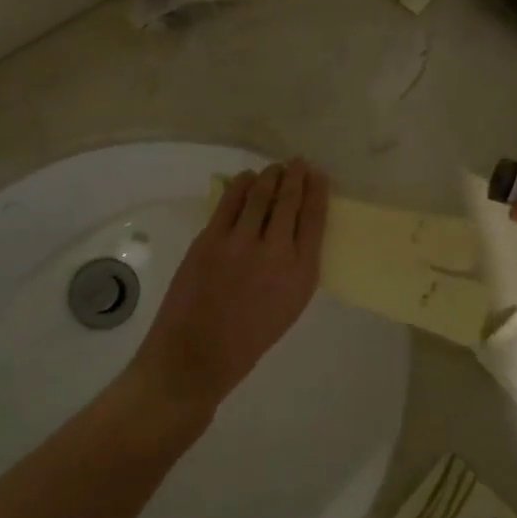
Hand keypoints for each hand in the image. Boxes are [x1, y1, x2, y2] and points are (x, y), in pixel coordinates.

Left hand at [130, 160, 329, 413]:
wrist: (197, 354)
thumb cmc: (248, 339)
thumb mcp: (289, 306)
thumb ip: (295, 268)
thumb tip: (291, 232)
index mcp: (302, 273)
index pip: (315, 219)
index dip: (317, 191)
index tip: (318, 176)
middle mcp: (275, 251)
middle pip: (289, 200)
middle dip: (295, 176)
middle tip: (298, 163)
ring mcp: (240, 242)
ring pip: (259, 195)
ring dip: (269, 176)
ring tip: (274, 168)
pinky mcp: (210, 239)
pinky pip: (229, 202)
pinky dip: (240, 186)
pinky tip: (245, 180)